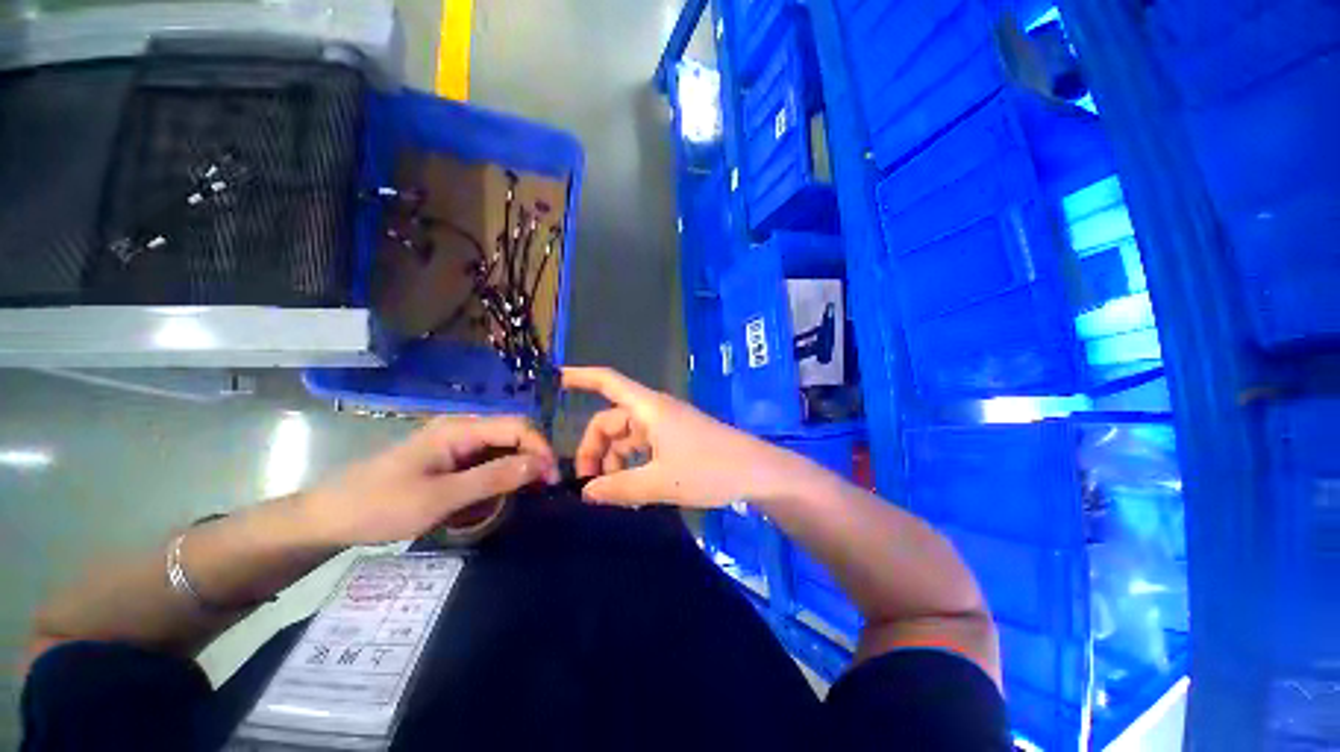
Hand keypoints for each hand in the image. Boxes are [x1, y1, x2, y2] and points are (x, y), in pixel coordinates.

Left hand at [304, 416, 559, 545]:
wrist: (329, 517)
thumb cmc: (381, 506)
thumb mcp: (440, 498)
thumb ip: (492, 478)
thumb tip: (540, 464)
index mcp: (460, 428)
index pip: (519, 426)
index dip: (541, 449)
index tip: (551, 480)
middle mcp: (462, 428)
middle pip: (513, 434)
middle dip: (531, 459)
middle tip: (540, 491)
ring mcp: (455, 441)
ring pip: (502, 447)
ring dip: (515, 470)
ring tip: (520, 496)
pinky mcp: (449, 456)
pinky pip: (486, 459)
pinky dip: (497, 476)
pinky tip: (495, 496)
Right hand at [564, 367, 788, 507]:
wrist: (756, 473)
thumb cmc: (708, 469)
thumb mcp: (659, 482)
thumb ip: (619, 488)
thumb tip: (587, 493)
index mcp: (649, 408)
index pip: (608, 382)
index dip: (581, 377)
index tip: (554, 379)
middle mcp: (655, 412)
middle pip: (611, 421)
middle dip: (594, 448)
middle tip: (587, 485)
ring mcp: (667, 426)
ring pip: (627, 438)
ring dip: (614, 461)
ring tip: (610, 493)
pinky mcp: (678, 441)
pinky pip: (644, 448)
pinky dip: (632, 465)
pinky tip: (631, 489)